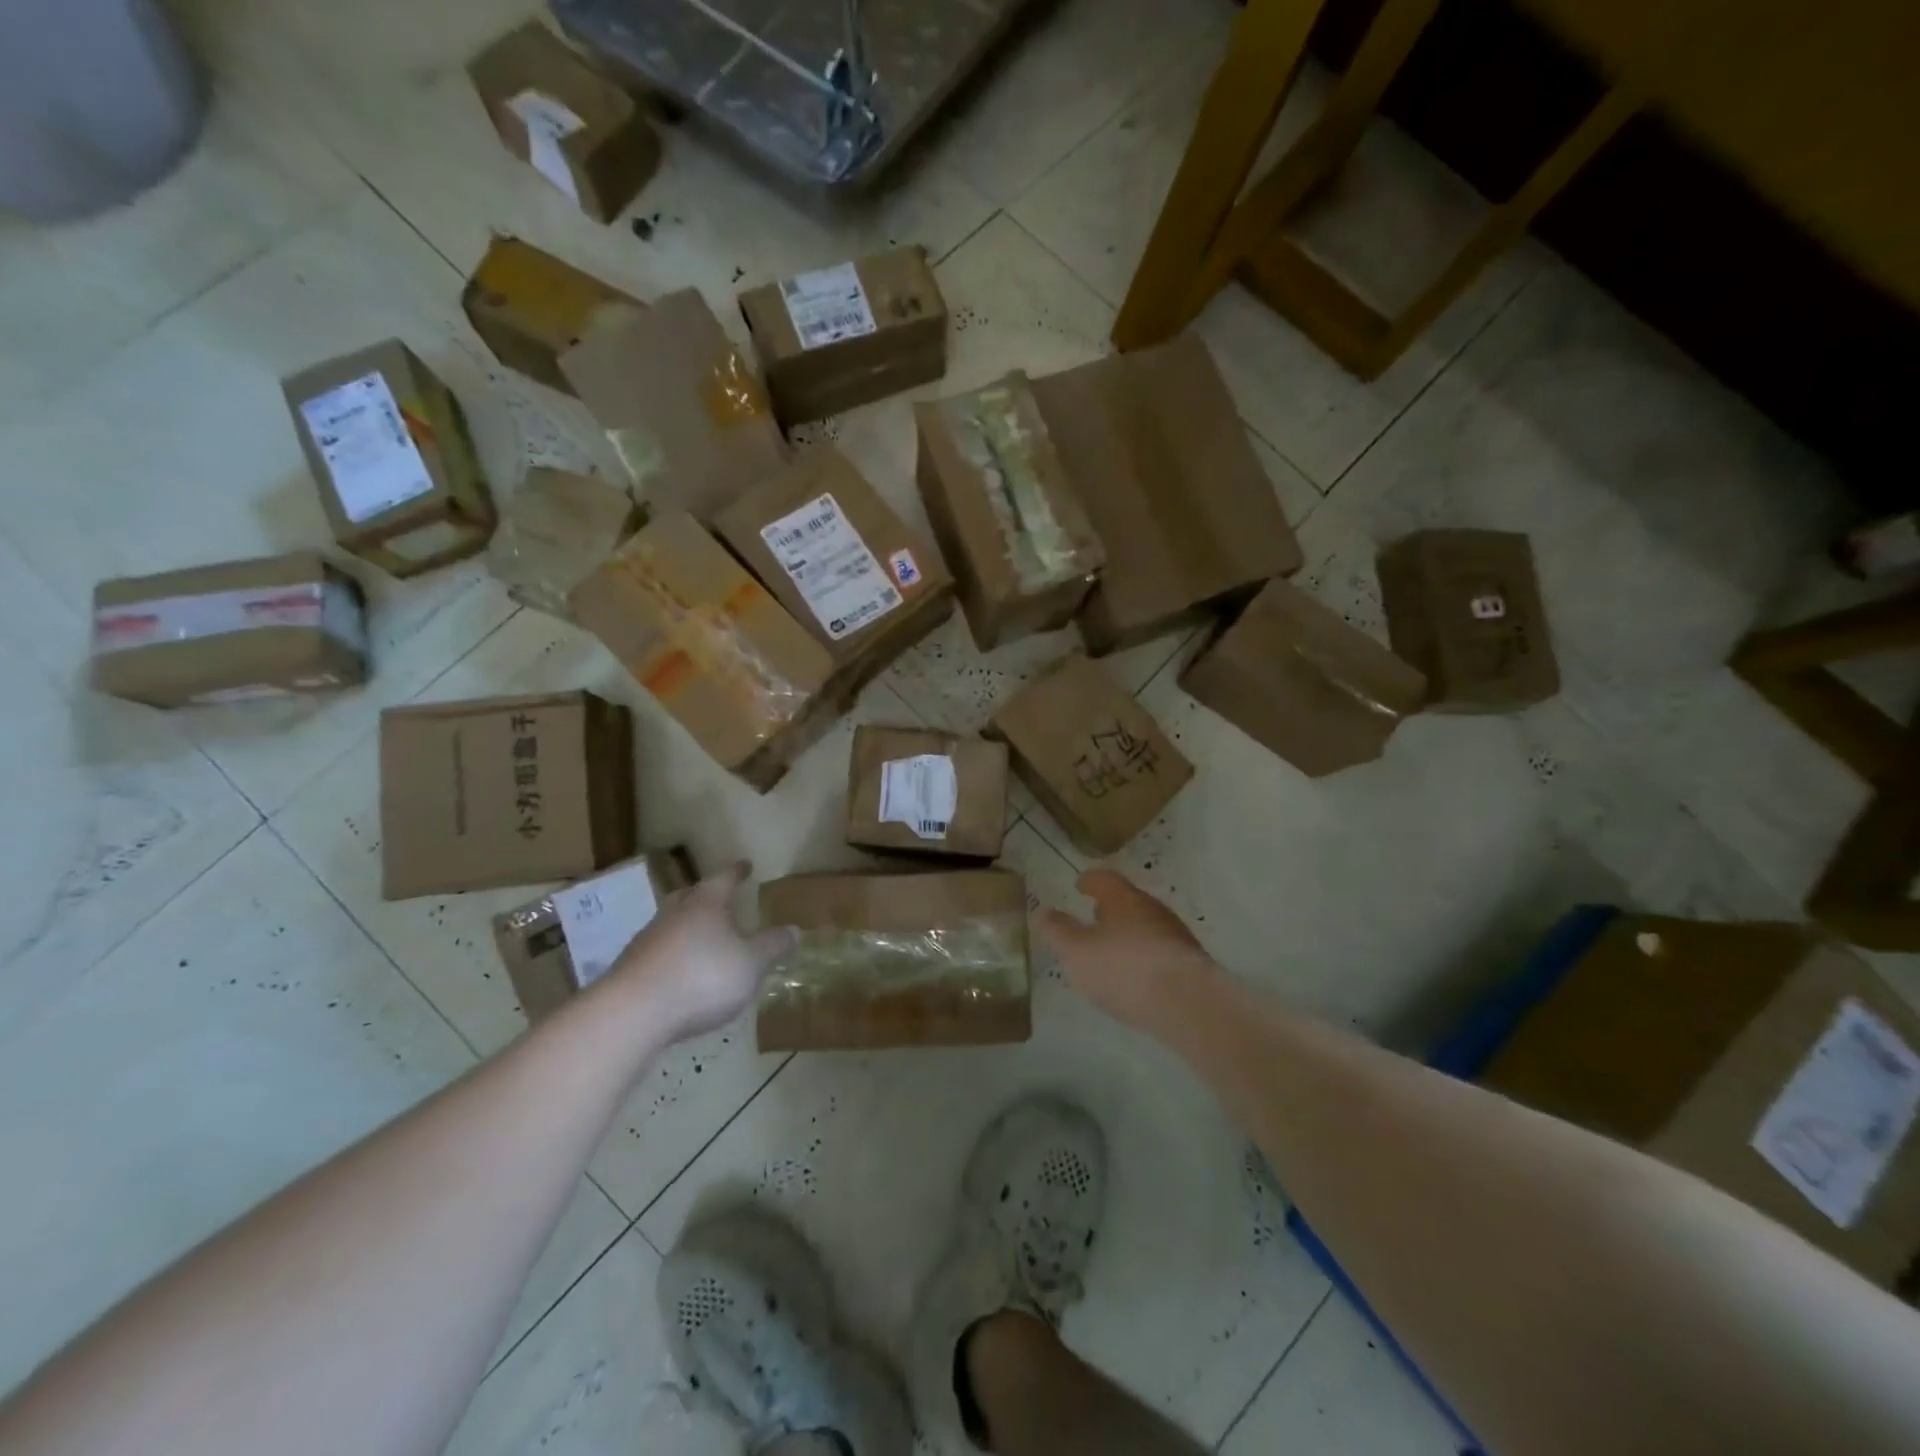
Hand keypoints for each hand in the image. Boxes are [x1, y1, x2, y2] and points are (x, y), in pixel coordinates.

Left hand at [608, 861, 796, 1044]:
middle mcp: (674, 914)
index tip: (746, 865)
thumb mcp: (751, 963)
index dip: (737, 872)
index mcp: (705, 904)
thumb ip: (772, 946)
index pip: (724, 879)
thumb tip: (794, 930)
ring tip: (703, 939)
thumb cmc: (702, 977)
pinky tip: (681, 973)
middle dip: (705, 896)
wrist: (633, 1013)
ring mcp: (647, 941)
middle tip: (719, 898)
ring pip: (671, 924)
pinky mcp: (631, 970)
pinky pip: (658, 952)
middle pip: (690, 896)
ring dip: (686, 927)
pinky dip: (673, 955)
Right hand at [1038, 869, 1216, 1030]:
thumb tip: (1043, 912)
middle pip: (1129, 902)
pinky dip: (1144, 956)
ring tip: (1112, 950)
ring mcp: (1176, 936)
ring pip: (1146, 926)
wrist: (1187, 1004)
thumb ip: (1057, 931)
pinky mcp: (1190, 964)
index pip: (1105, 879)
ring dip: (1129, 933)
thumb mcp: (1076, 952)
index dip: (1090, 881)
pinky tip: (1137, 976)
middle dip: (1111, 908)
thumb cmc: (1123, 969)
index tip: (1079, 885)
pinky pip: (1160, 951)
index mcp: (1124, 899)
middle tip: (1094, 916)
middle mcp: (1153, 910)